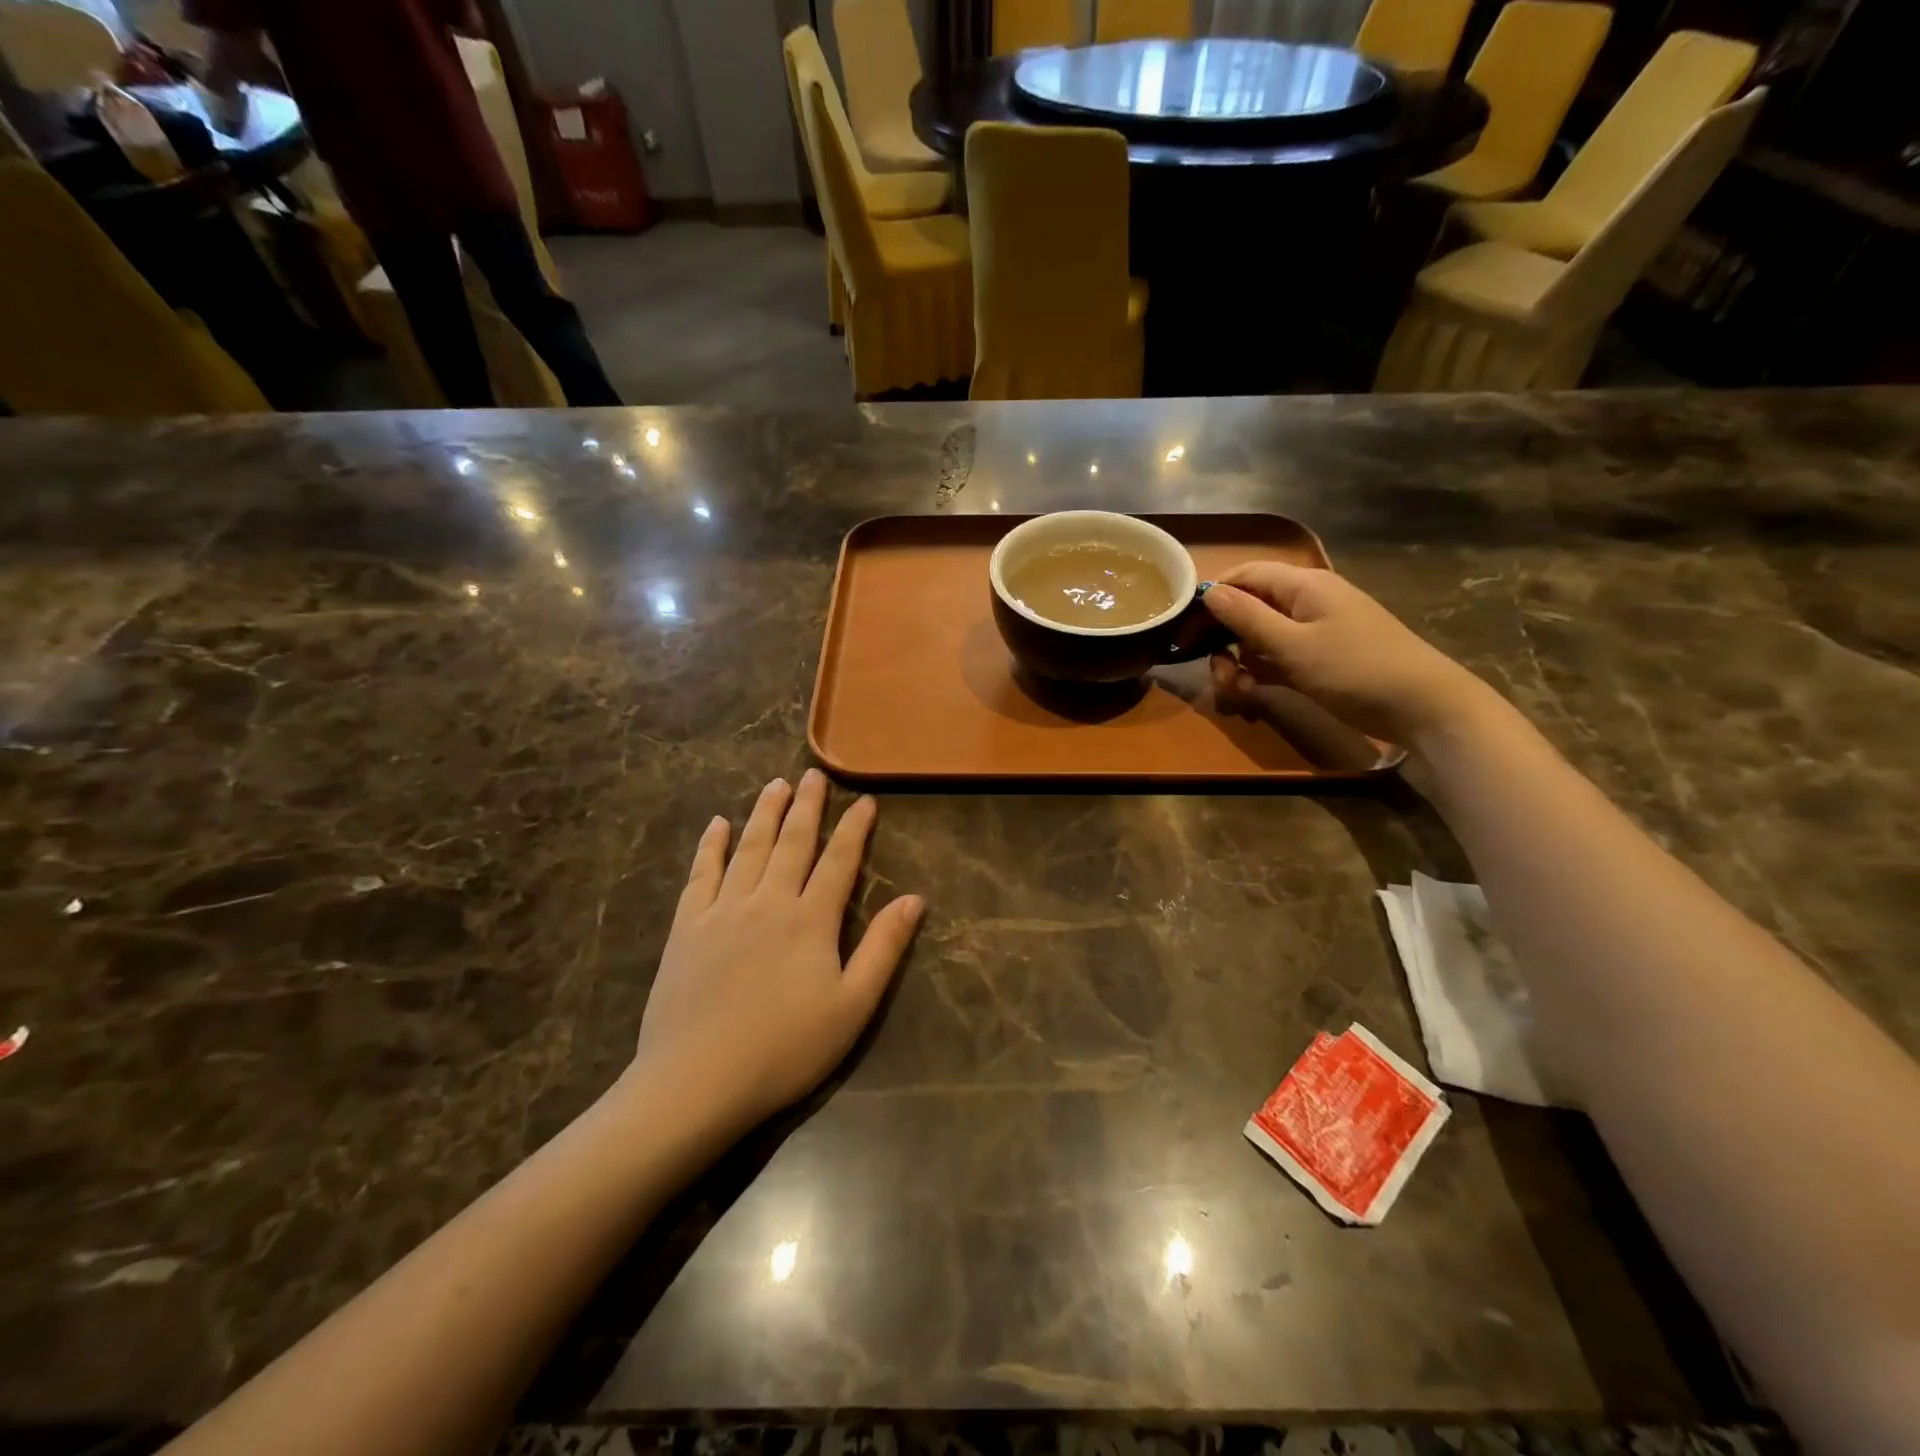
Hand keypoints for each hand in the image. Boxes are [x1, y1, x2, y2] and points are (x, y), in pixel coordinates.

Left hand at [631, 771, 923, 1140]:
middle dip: (806, 806)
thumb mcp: (852, 1006)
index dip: (854, 827)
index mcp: (811, 920)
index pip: (840, 860)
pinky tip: (717, 825)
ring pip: (749, 848)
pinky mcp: (687, 927)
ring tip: (774, 784)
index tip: (865, 799)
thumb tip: (914, 898)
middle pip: (792, 842)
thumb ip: (884, 948)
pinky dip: (711, 846)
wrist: (697, 1082)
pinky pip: (701, 874)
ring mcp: (723, 910)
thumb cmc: (785, 1049)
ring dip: (764, 813)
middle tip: (813, 774)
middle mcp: (768, 901)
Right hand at [1201, 562, 1495, 745]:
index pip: (1244, 576)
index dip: (1211, 598)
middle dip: (1223, 638)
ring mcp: (1315, 631)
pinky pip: (1278, 658)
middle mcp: (1306, 601)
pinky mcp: (1320, 659)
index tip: (1185, 631)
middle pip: (1249, 608)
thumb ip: (1247, 617)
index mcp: (1302, 585)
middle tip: (1213, 672)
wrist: (1423, 706)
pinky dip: (1261, 673)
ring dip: (1240, 661)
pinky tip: (1252, 696)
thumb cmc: (1355, 668)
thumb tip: (1209, 591)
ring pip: (1260, 637)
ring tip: (1235, 691)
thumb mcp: (1293, 645)